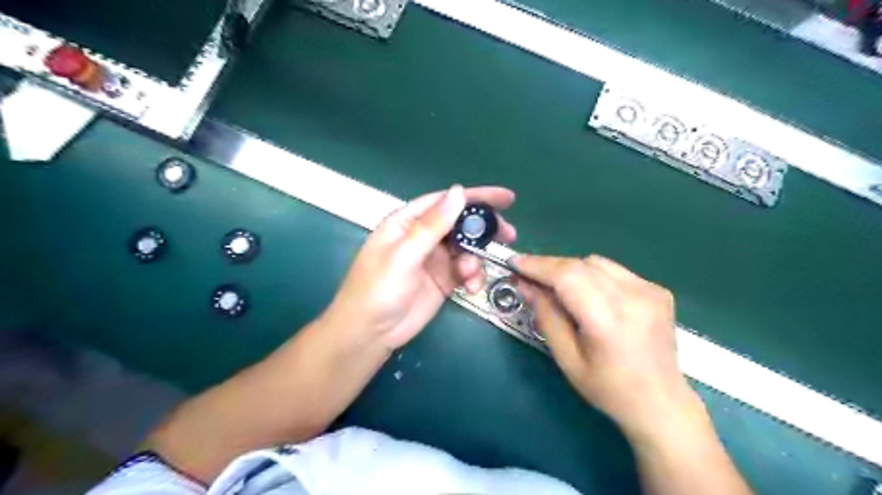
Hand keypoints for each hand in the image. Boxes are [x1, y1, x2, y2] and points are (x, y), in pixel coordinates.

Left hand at [323, 186, 516, 350]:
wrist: (370, 334)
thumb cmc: (379, 289)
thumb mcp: (405, 254)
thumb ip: (433, 225)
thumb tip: (458, 192)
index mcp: (407, 222)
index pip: (445, 202)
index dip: (475, 197)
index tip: (506, 198)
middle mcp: (423, 237)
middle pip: (460, 224)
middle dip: (484, 229)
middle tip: (508, 235)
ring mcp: (434, 259)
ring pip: (467, 249)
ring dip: (476, 259)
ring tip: (471, 275)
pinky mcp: (443, 280)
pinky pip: (466, 271)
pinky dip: (473, 277)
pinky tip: (470, 288)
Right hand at [514, 256, 699, 439]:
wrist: (661, 402)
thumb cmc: (608, 389)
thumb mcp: (567, 359)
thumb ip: (546, 316)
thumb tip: (525, 285)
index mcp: (608, 321)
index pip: (567, 277)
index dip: (538, 266)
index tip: (515, 263)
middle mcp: (633, 298)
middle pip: (580, 264)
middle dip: (549, 266)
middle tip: (529, 276)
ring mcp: (649, 291)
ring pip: (597, 262)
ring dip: (571, 270)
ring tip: (559, 289)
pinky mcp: (657, 290)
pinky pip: (614, 271)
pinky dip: (593, 276)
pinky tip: (590, 296)